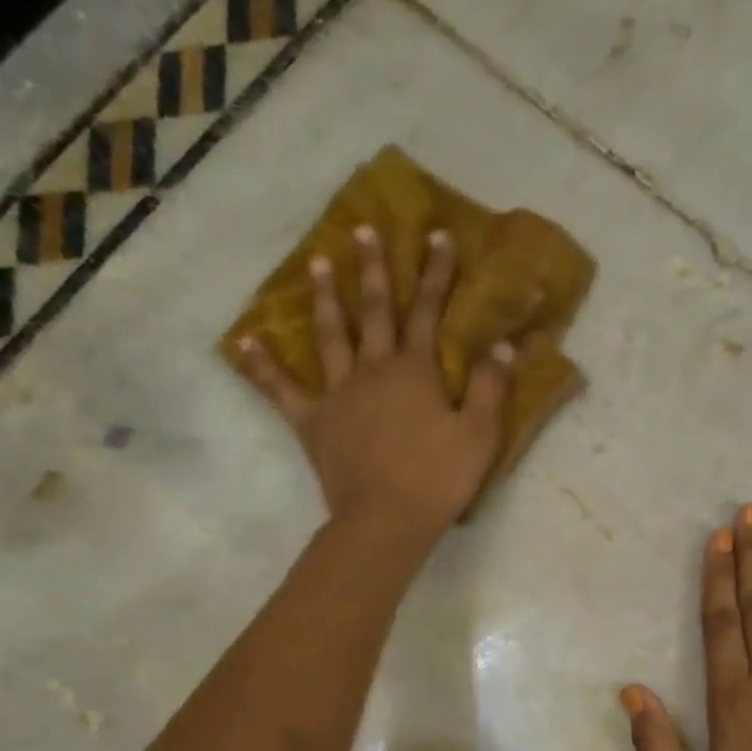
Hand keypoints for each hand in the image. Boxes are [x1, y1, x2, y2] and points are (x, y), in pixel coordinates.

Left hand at [235, 225, 516, 544]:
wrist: (386, 520)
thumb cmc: (438, 479)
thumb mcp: (479, 435)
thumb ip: (491, 387)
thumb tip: (504, 345)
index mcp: (415, 371)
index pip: (427, 311)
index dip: (436, 273)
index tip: (438, 236)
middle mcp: (373, 370)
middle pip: (373, 311)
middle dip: (372, 268)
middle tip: (363, 230)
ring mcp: (338, 394)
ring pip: (329, 336)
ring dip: (324, 298)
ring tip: (315, 264)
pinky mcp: (312, 422)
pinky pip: (281, 389)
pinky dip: (263, 366)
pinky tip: (247, 342)